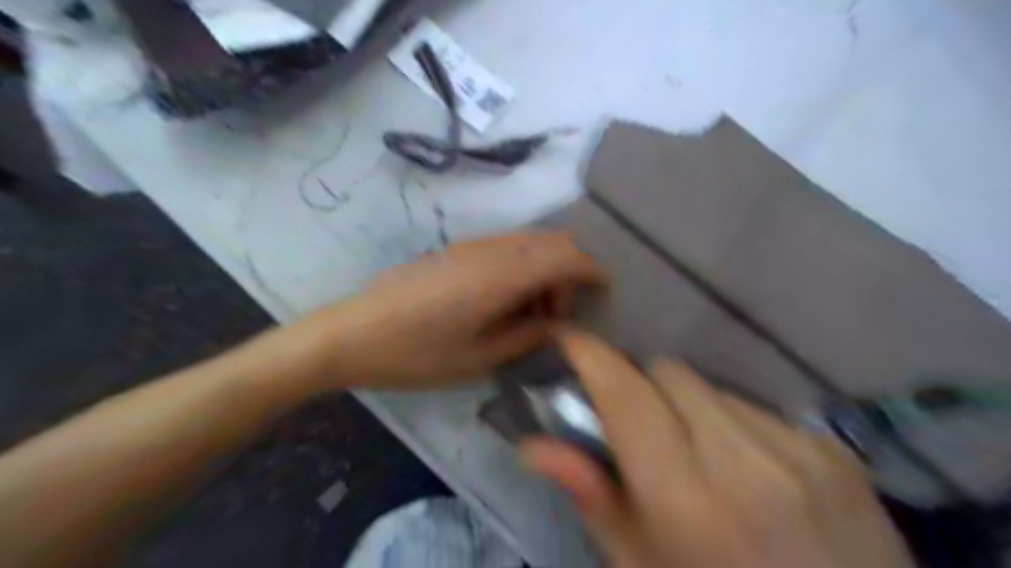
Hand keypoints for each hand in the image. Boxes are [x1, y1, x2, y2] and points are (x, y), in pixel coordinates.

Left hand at [305, 233, 599, 387]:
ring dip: (544, 270)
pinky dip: (523, 269)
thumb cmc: (415, 354)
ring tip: (531, 315)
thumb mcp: (479, 358)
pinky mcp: (457, 251)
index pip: (565, 255)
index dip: (592, 269)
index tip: (605, 290)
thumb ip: (528, 336)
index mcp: (501, 275)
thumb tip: (561, 325)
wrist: (351, 333)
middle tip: (557, 316)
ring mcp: (471, 246)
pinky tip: (506, 303)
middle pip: (551, 241)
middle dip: (569, 272)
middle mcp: (491, 249)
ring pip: (529, 243)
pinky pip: (507, 249)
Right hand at [521, 332, 916, 566]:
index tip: (567, 340)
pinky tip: (750, 472)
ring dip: (687, 406)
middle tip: (637, 426)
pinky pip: (756, 408)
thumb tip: (533, 445)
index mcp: (687, 500)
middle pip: (669, 373)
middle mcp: (744, 461)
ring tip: (699, 457)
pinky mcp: (834, 449)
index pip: (627, 397)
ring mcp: (798, 449)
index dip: (592, 358)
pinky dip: (732, 424)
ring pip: (711, 387)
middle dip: (640, 386)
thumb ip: (591, 497)